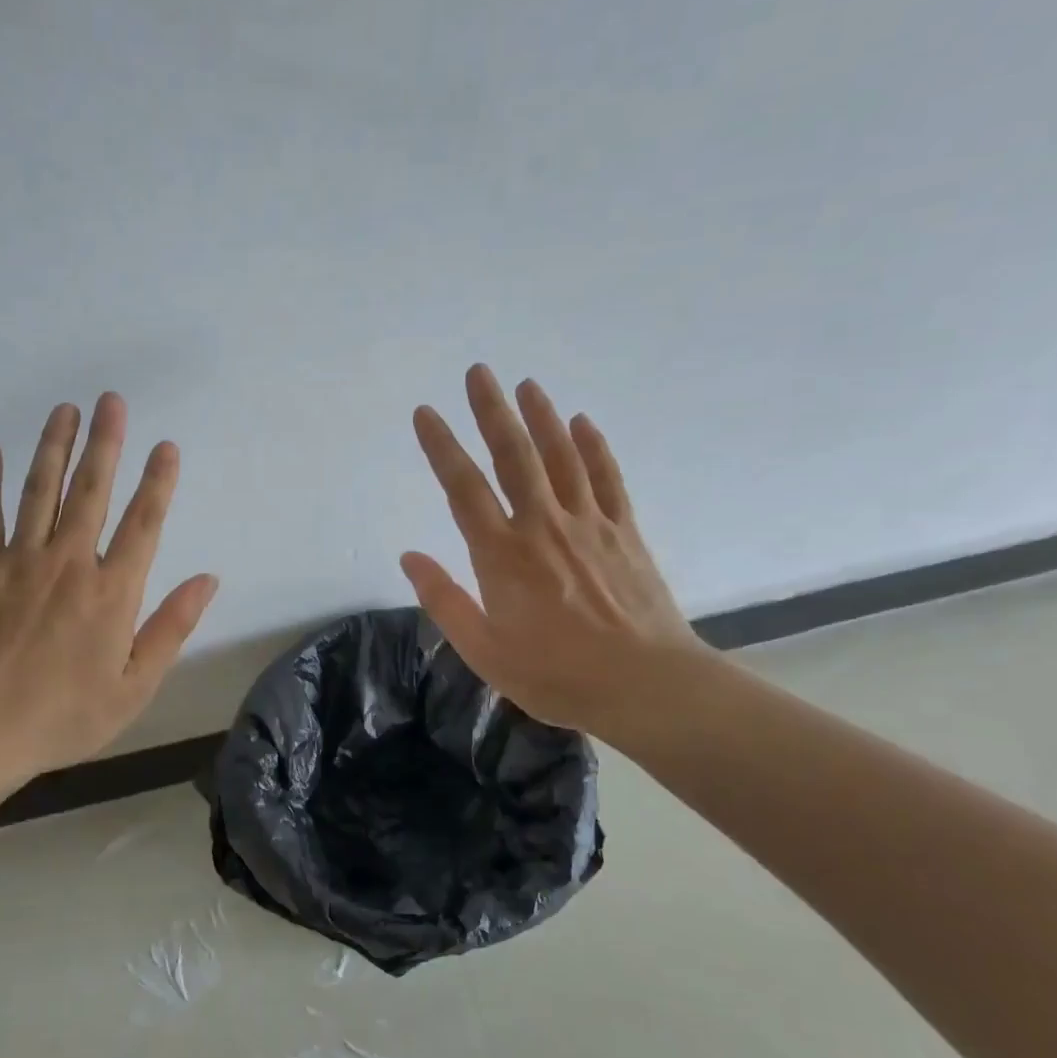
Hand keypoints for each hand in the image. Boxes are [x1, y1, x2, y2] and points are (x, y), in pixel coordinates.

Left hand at [0, 393, 218, 778]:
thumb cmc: (65, 715)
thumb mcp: (134, 685)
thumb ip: (172, 627)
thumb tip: (208, 579)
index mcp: (112, 592)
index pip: (144, 524)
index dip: (157, 482)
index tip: (166, 446)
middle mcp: (70, 563)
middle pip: (91, 492)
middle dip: (105, 443)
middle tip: (110, 400)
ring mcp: (20, 561)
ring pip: (40, 491)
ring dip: (55, 447)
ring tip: (64, 409)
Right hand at [402, 365, 707, 743]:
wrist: (646, 686)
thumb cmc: (556, 675)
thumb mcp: (484, 651)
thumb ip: (444, 601)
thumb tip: (410, 557)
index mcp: (502, 555)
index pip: (464, 488)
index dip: (442, 447)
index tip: (427, 413)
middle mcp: (543, 526)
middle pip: (514, 457)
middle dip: (493, 411)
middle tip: (479, 371)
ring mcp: (589, 525)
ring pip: (562, 458)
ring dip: (542, 417)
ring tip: (527, 384)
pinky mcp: (625, 533)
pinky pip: (608, 480)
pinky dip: (595, 448)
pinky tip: (583, 422)